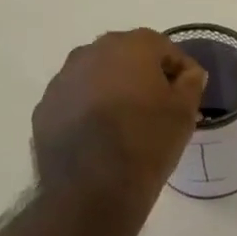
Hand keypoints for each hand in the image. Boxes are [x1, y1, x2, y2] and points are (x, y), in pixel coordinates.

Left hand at [33, 30, 205, 213]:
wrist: (92, 188)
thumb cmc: (147, 143)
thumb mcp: (184, 113)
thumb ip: (191, 83)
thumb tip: (188, 73)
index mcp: (130, 46)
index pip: (164, 48)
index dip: (180, 70)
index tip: (188, 94)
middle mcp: (91, 52)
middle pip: (126, 57)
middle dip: (144, 76)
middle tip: (158, 107)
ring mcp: (62, 79)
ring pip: (97, 77)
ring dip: (113, 91)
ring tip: (127, 124)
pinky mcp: (45, 107)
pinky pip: (76, 100)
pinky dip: (89, 111)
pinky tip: (100, 139)